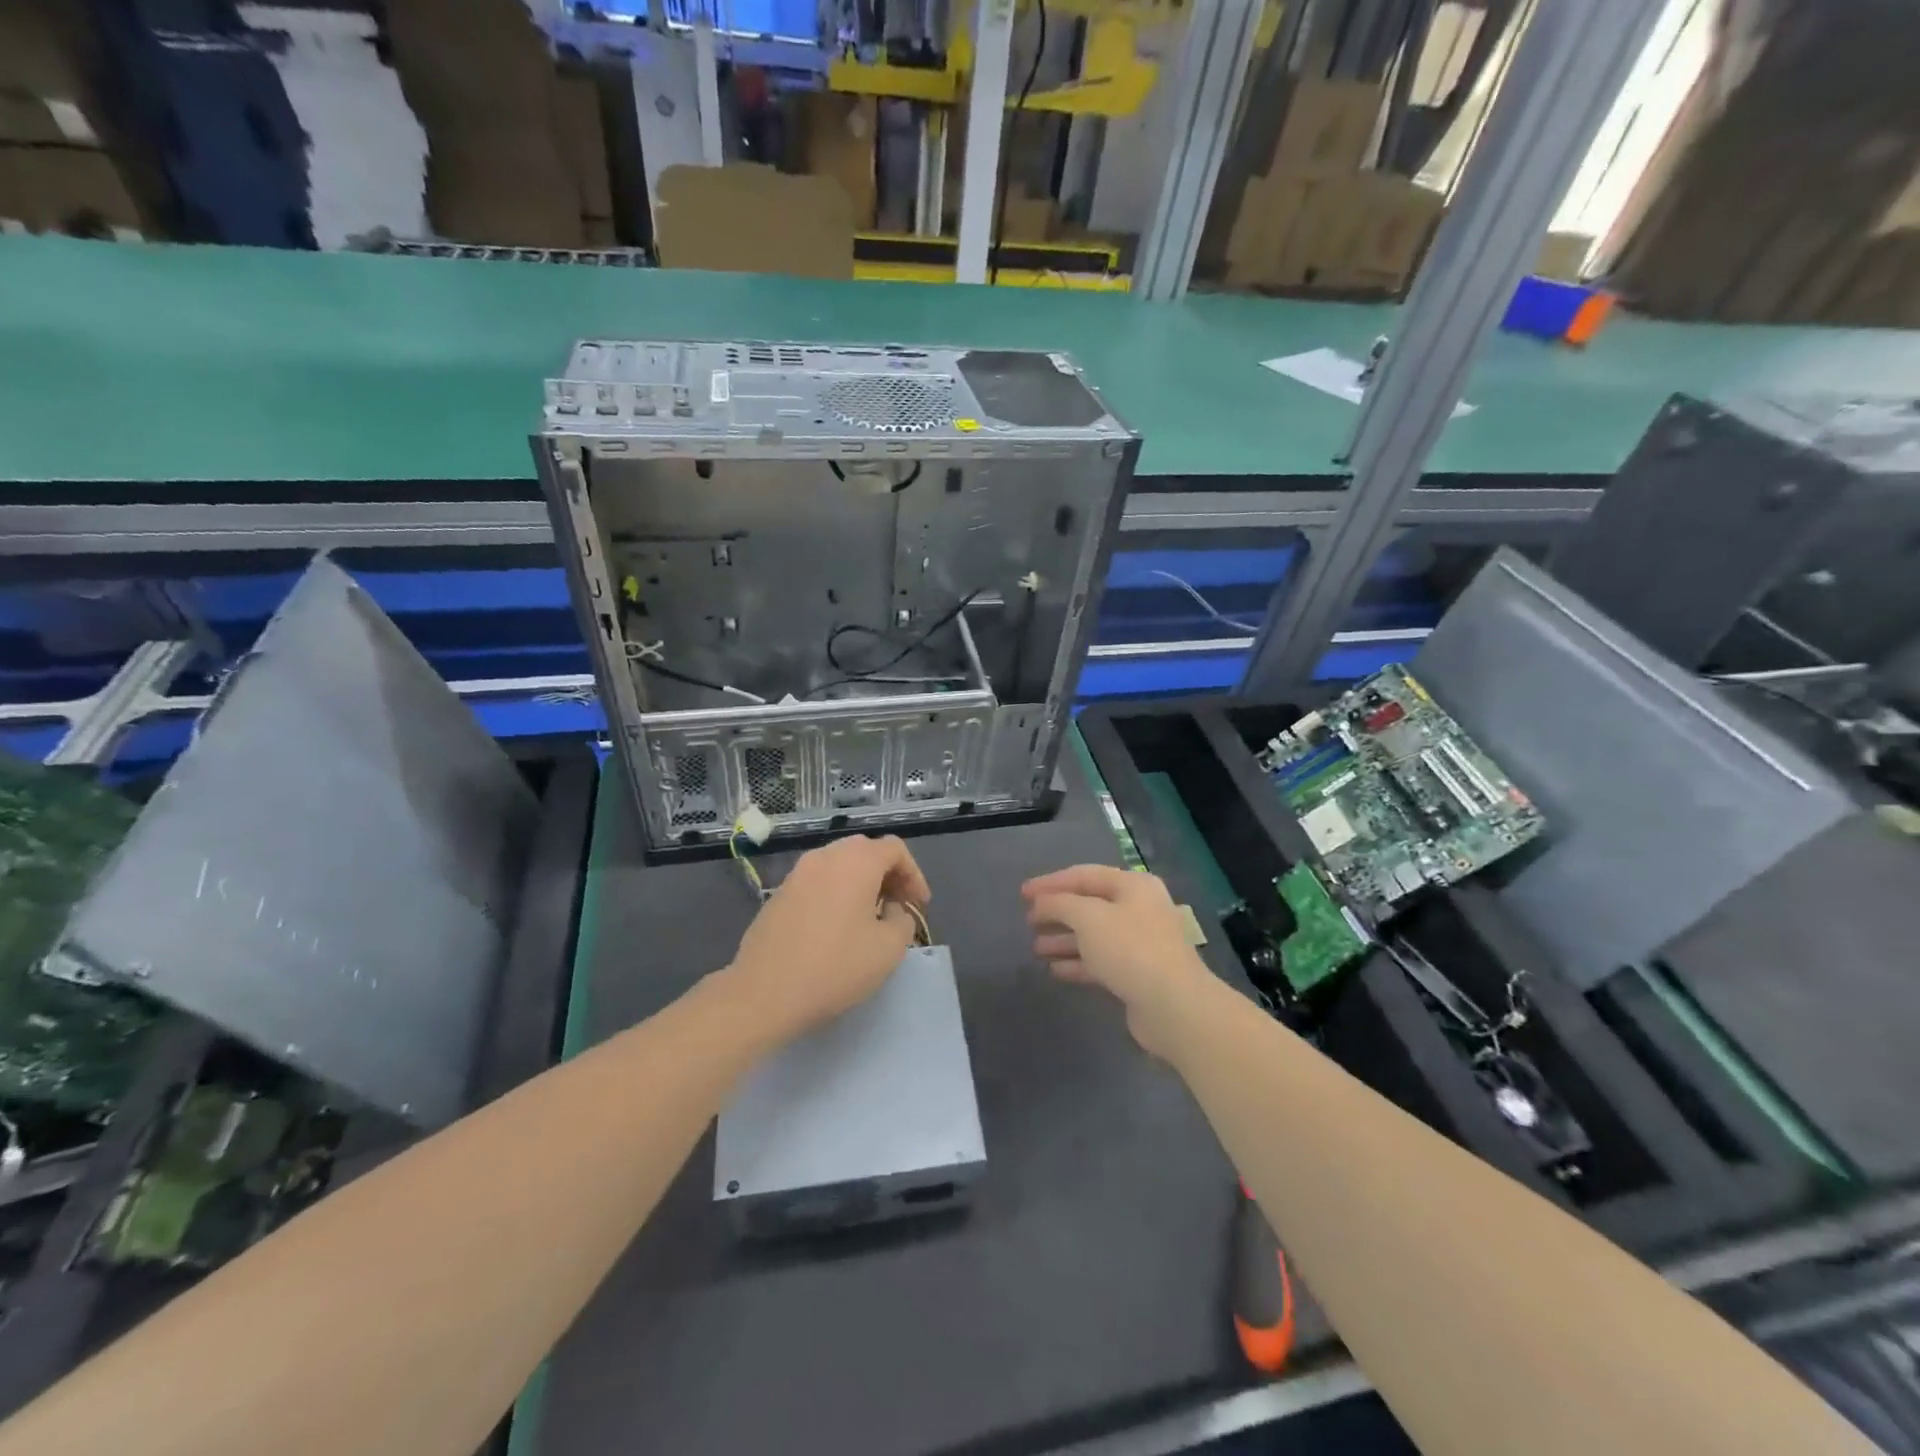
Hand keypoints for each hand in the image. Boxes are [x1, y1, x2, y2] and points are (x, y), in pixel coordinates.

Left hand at [724, 834, 930, 1044]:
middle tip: (897, 906)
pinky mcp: (778, 895)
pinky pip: (817, 882)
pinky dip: (835, 893)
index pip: (895, 849)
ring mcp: (797, 874)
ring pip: (838, 865)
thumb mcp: (889, 949)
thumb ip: (902, 920)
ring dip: (860, 883)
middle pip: (865, 851)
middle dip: (887, 874)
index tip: (919, 905)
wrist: (764, 993)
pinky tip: (836, 927)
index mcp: (856, 861)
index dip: (914, 874)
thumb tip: (890, 910)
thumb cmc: (835, 967)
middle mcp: (825, 857)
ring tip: (869, 917)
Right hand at [1022, 865, 1215, 1057]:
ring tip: (1035, 947)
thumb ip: (1059, 904)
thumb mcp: (1088, 917)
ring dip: (1064, 939)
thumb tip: (1042, 903)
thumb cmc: (1130, 949)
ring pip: (1093, 936)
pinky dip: (1077, 962)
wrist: (1174, 1006)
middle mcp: (1139, 909)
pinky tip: (1054, 969)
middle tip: (1028, 921)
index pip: (1084, 875)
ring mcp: (1140, 944)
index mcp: (1133, 886)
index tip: (1022, 893)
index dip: (1051, 882)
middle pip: (1089, 905)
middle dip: (1057, 912)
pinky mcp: (1137, 975)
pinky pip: (1100, 962)